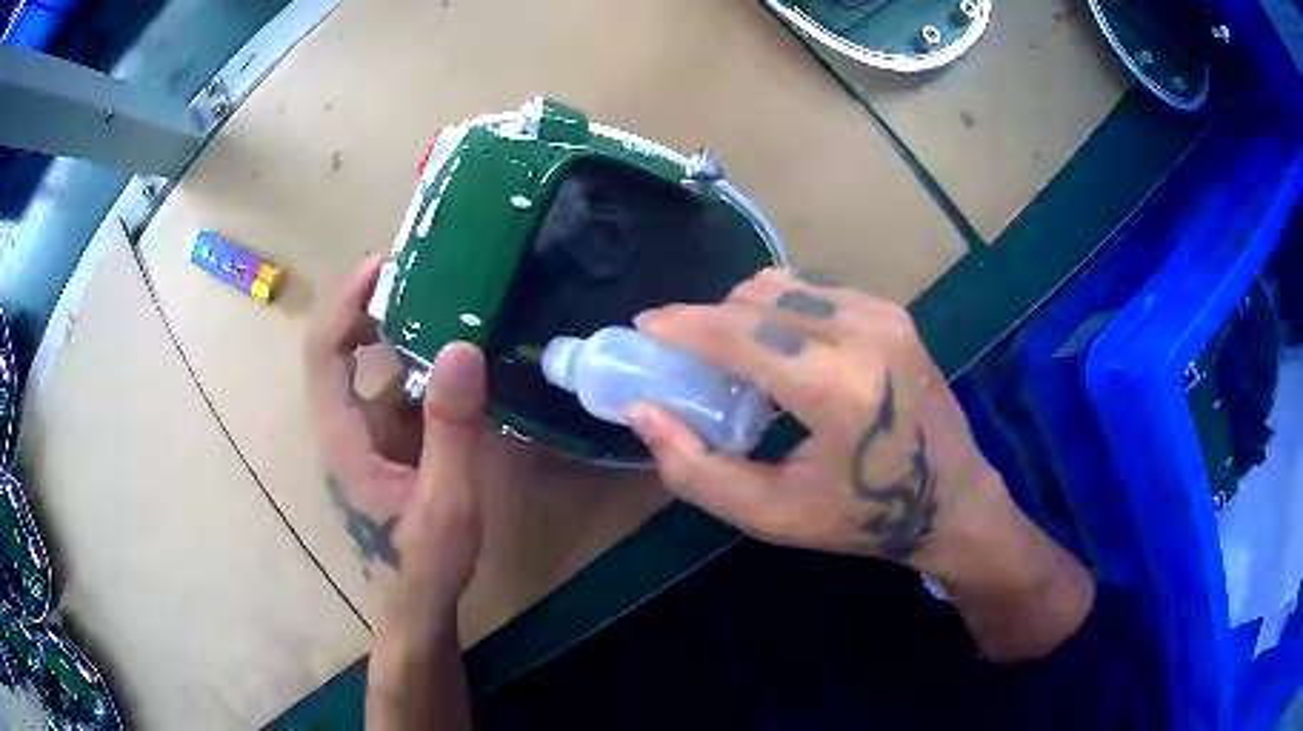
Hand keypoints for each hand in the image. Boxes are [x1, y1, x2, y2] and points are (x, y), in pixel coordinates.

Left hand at [306, 255, 486, 621]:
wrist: (417, 608)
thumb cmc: (424, 562)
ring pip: (371, 373)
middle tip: (422, 273)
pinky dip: (418, 370)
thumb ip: (451, 429)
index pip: (325, 352)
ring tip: (448, 306)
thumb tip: (461, 348)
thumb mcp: (446, 500)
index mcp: (343, 437)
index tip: (383, 264)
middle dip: (373, 306)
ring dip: (401, 336)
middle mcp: (344, 429)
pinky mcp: (384, 450)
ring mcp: (363, 440)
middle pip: (341, 351)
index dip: (346, 302)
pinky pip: (394, 396)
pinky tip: (456, 365)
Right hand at [629, 268, 1093, 661]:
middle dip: (711, 321)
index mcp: (837, 389)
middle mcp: (864, 334)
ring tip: (742, 361)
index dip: (682, 325)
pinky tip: (786, 351)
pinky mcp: (894, 312)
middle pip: (757, 296)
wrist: (951, 500)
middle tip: (695, 362)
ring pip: (784, 284)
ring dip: (747, 313)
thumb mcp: (770, 514)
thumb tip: (644, 411)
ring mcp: (885, 315)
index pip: (739, 333)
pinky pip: (816, 289)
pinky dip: (783, 310)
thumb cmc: (860, 518)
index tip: (644, 326)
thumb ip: (696, 469)